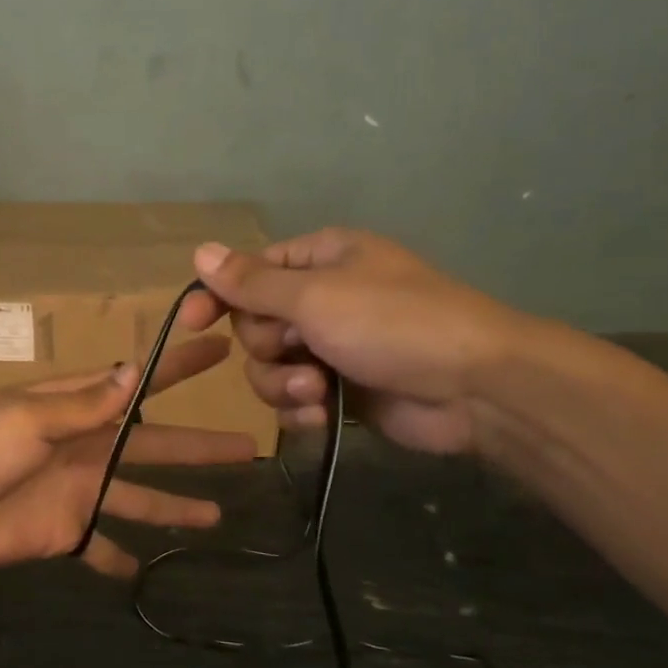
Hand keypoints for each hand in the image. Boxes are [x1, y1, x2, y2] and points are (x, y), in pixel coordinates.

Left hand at [0, 337, 257, 577]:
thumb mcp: (30, 418)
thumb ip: (85, 404)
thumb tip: (135, 372)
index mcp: (77, 409)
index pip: (139, 384)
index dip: (179, 367)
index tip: (220, 350)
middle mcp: (86, 446)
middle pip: (153, 445)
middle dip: (198, 446)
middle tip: (248, 447)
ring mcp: (78, 491)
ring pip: (139, 497)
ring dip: (174, 506)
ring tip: (217, 517)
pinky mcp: (63, 532)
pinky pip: (99, 546)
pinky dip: (117, 558)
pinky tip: (145, 571)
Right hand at [177, 228, 526, 455]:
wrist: (475, 388)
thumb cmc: (393, 323)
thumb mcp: (315, 296)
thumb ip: (252, 282)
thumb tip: (200, 250)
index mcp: (320, 259)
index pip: (249, 271)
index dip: (218, 295)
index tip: (191, 323)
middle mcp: (323, 298)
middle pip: (255, 323)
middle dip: (267, 345)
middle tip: (296, 350)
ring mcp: (333, 345)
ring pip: (270, 366)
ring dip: (283, 382)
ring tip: (315, 392)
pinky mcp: (342, 389)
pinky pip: (294, 398)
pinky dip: (301, 408)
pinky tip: (322, 416)